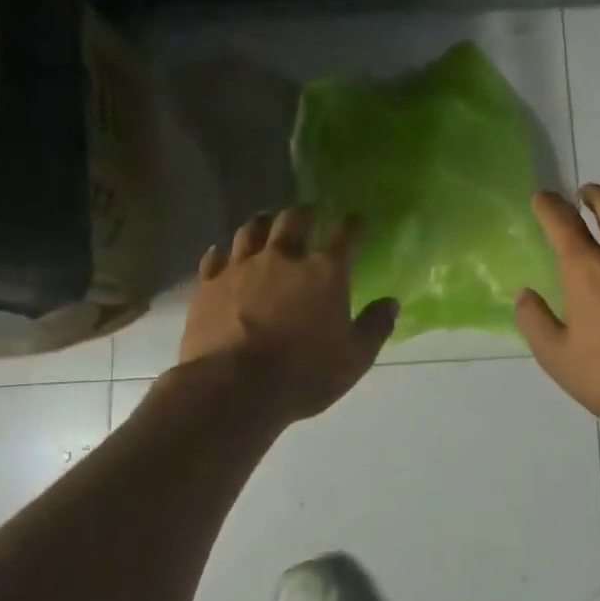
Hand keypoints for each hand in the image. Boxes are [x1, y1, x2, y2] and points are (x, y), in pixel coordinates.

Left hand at [180, 207, 397, 422]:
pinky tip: (222, 254)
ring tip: (266, 223)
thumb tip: (391, 303)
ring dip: (262, 223)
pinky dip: (222, 254)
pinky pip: (214, 258)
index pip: (345, 235)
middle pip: (293, 220)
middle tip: (309, 213)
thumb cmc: (304, 374)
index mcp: (324, 272)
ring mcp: (241, 268)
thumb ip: (375, 327)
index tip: (358, 219)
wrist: (234, 387)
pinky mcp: (208, 285)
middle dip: (304, 213)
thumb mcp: (354, 358)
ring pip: (251, 230)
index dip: (354, 224)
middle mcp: (282, 258)